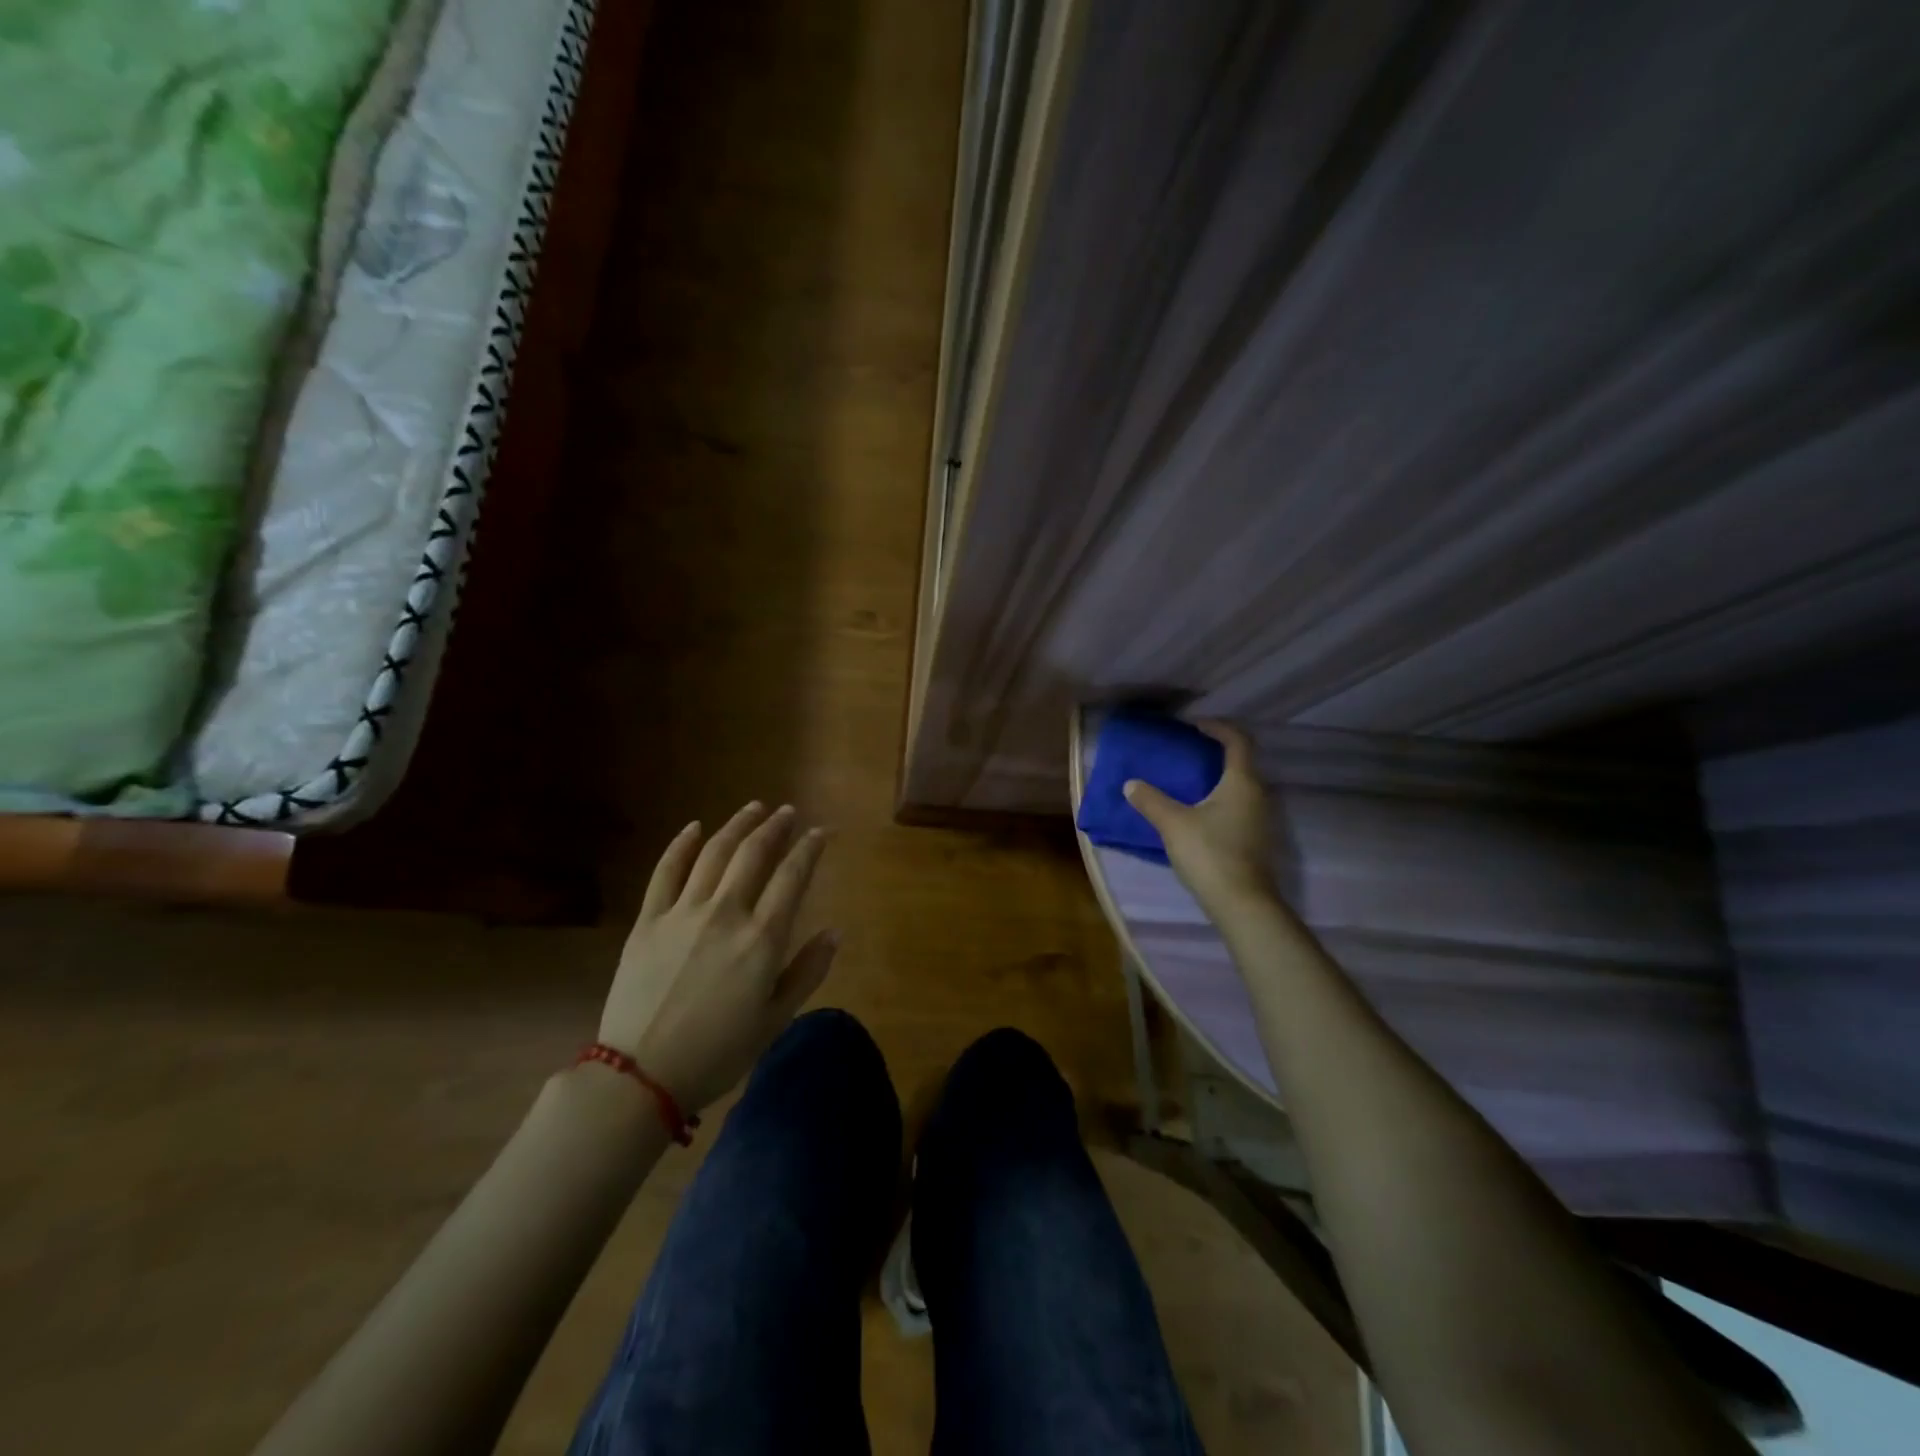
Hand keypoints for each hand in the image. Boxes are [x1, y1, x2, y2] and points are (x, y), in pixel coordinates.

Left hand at [598, 803, 837, 1113]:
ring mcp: (682, 912)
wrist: (641, 1075)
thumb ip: (808, 971)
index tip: (821, 831)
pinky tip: (694, 827)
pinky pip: (666, 871)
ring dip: (736, 825)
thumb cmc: (718, 1053)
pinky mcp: (648, 920)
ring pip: (714, 852)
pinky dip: (681, 844)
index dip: (810, 848)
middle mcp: (726, 912)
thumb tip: (835, 931)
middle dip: (775, 827)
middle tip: (788, 812)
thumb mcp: (775, 1020)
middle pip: (754, 854)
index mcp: (762, 938)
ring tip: (753, 808)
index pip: (793, 877)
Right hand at [1122, 721, 1275, 913]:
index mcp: (1242, 782)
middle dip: (1216, 754)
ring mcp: (1263, 819)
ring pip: (1242, 787)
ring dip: (1219, 779)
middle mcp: (1259, 794)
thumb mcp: (1173, 824)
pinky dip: (1223, 800)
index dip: (1217, 727)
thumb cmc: (1210, 853)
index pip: (1237, 741)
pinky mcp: (1259, 840)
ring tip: (1190, 783)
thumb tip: (1131, 784)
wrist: (1243, 904)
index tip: (1194, 726)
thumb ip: (1151, 800)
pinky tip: (1201, 814)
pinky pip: (1241, 807)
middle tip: (1187, 753)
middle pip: (1242, 763)